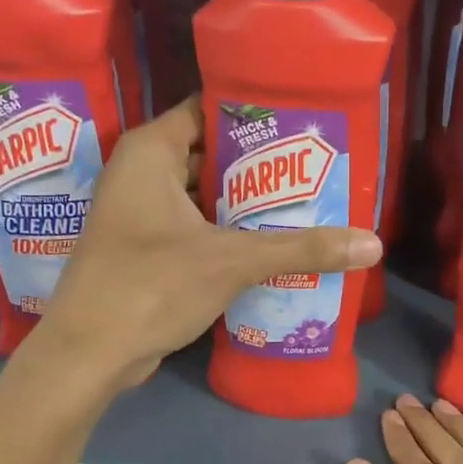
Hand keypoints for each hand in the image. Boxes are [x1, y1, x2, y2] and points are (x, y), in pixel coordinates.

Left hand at [42, 98, 381, 390]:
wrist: (89, 354)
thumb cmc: (151, 286)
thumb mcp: (231, 261)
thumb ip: (301, 248)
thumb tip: (373, 245)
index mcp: (150, 151)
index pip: (210, 109)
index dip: (256, 115)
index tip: (304, 123)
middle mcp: (141, 172)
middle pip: (212, 153)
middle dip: (261, 165)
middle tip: (318, 167)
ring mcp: (141, 213)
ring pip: (204, 194)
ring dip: (247, 203)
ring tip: (307, 201)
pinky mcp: (146, 248)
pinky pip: (195, 226)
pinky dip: (228, 231)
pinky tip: (272, 242)